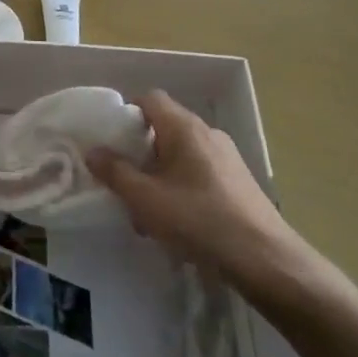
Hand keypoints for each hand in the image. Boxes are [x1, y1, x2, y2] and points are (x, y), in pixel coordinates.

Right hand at [87, 90, 334, 310]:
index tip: (111, 141)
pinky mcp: (237, 181)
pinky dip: (180, 187)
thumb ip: (115, 172)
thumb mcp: (145, 198)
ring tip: (147, 209)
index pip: (150, 99)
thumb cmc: (198, 219)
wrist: (263, 257)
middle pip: (164, 127)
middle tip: (123, 180)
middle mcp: (208, 133)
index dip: (126, 113)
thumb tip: (93, 151)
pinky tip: (176, 222)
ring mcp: (227, 157)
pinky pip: (198, 172)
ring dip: (158, 175)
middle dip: (139, 152)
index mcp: (185, 128)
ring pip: (180, 154)